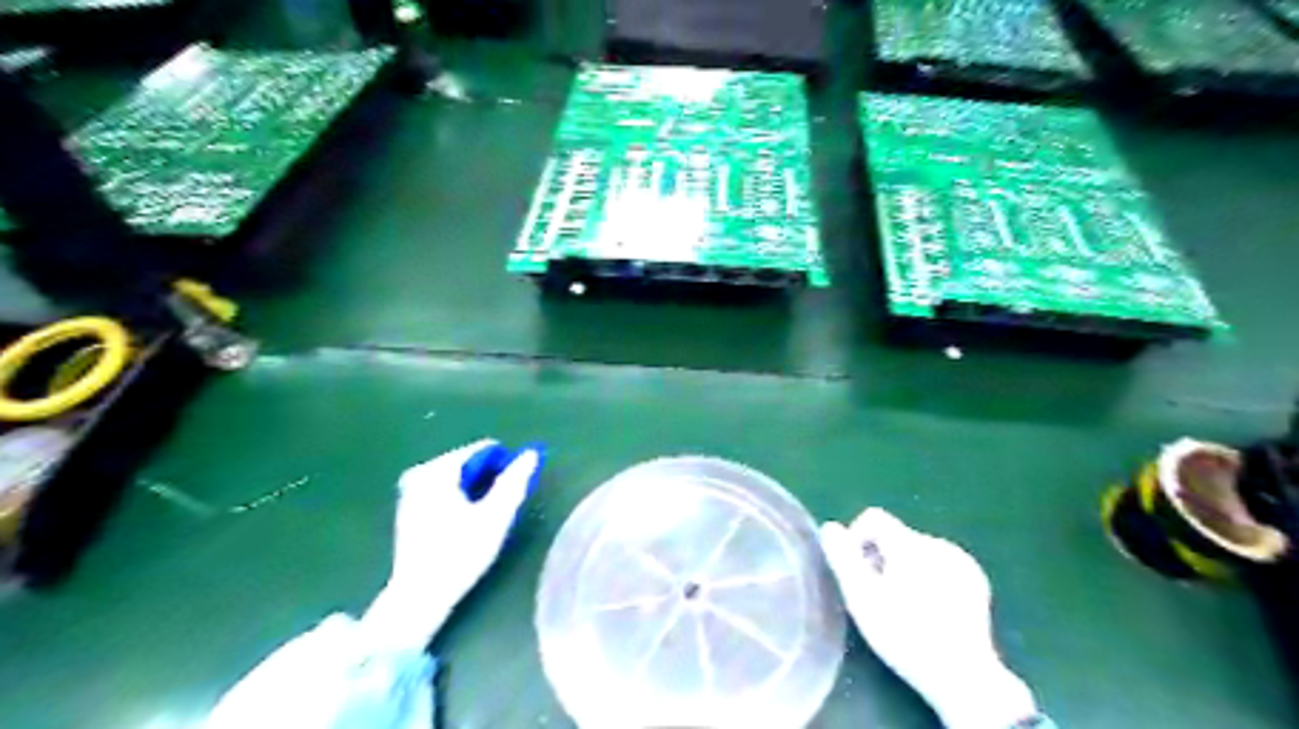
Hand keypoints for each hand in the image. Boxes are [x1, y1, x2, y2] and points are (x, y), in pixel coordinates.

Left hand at [359, 440, 544, 648]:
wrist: (420, 595)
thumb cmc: (461, 553)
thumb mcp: (495, 516)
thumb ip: (514, 482)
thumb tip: (531, 453)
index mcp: (438, 470)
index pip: (481, 451)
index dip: (504, 464)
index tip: (516, 486)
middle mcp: (420, 474)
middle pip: (468, 464)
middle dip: (488, 478)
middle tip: (502, 504)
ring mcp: (410, 493)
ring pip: (456, 479)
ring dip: (475, 489)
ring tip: (488, 514)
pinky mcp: (408, 511)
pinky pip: (443, 491)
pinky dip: (459, 498)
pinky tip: (466, 522)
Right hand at [821, 508, 1037, 728]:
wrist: (962, 675)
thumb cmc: (903, 634)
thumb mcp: (861, 597)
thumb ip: (842, 557)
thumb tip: (830, 527)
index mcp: (910, 543)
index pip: (873, 517)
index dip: (856, 539)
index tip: (856, 573)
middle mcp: (938, 543)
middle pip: (895, 536)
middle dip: (880, 559)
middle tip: (877, 597)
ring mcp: (961, 561)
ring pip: (917, 550)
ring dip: (903, 568)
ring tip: (903, 606)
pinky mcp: (975, 580)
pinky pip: (939, 564)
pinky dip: (927, 577)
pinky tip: (928, 609)